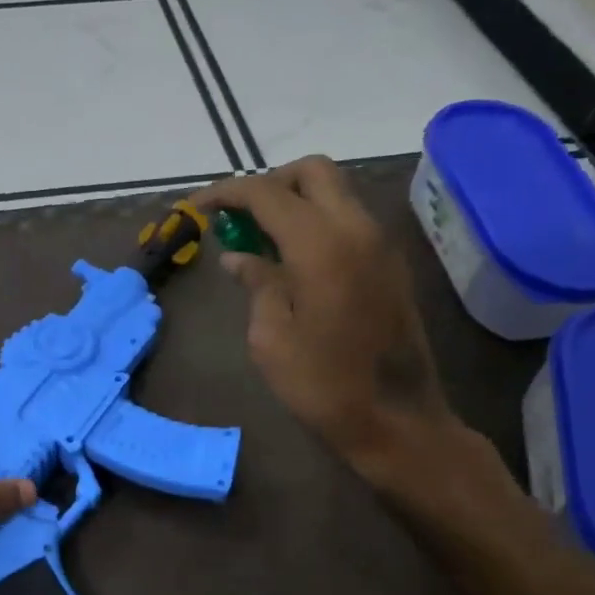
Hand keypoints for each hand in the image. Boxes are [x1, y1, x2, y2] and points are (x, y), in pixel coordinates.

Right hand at [193, 156, 454, 466]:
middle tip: (239, 218)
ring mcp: (381, 245)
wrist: (397, 422)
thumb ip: (257, 284)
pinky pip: (349, 220)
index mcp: (322, 245)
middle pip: (313, 171)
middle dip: (270, 183)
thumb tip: (240, 257)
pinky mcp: (390, 265)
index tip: (197, 207)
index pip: (267, 193)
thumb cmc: (323, 386)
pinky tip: (294, 262)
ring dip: (296, 202)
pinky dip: (317, 222)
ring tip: (261, 241)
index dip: (227, 193)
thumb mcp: (271, 338)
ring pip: (335, 193)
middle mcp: (357, 229)